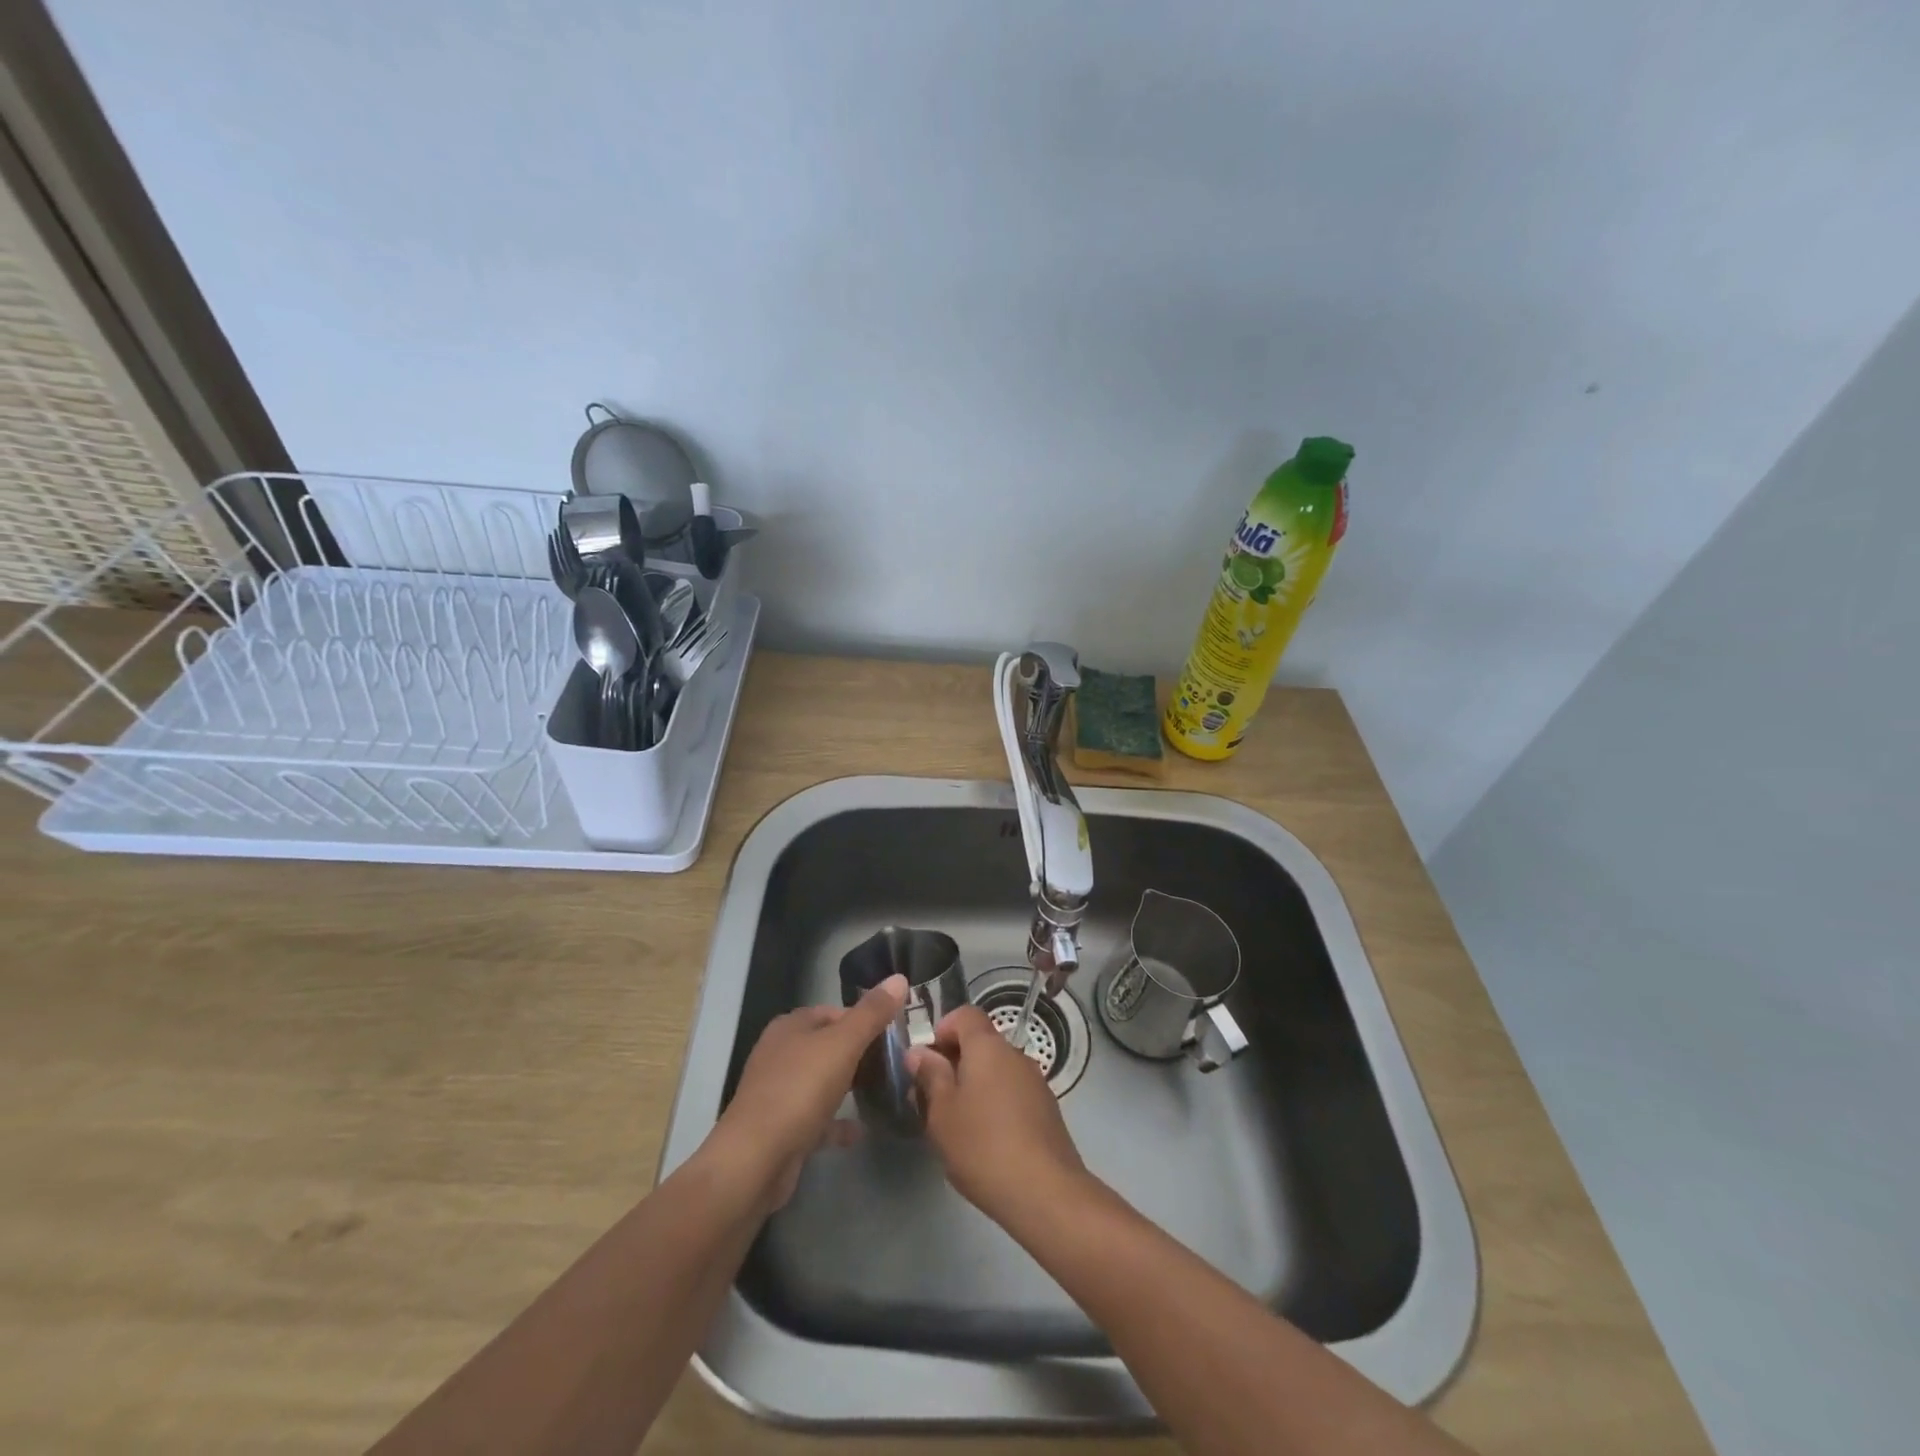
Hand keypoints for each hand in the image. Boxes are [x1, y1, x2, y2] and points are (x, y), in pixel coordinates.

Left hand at [708, 975, 905, 1212]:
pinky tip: (860, 1130)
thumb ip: (872, 1013)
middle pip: (827, 1046)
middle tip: (893, 1063)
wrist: (756, 1160)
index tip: (893, 1033)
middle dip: (858, 1053)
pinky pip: (816, 1119)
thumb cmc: (800, 1090)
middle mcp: (780, 1054)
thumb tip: (899, 978)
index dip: (863, 1019)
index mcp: (790, 1027)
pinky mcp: (781, 1128)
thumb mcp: (843, 1044)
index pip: (833, 1012)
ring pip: (821, 1082)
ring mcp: (778, 1092)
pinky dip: (837, 1123)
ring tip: (883, 1092)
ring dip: (848, 1086)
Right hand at [906, 1005, 1087, 1223]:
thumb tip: (920, 1052)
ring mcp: (1036, 1082)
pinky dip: (995, 1104)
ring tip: (956, 1125)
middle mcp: (1015, 1054)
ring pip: (996, 1071)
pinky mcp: (1047, 1110)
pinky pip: (1012, 1093)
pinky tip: (985, 1141)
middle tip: (932, 1099)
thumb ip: (930, 1076)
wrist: (1046, 1192)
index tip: (926, 1061)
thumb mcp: (942, 1113)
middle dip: (954, 1063)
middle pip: (981, 1043)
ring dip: (974, 1086)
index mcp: (988, 1047)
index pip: (965, 1015)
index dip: (942, 1029)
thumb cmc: (983, 1146)